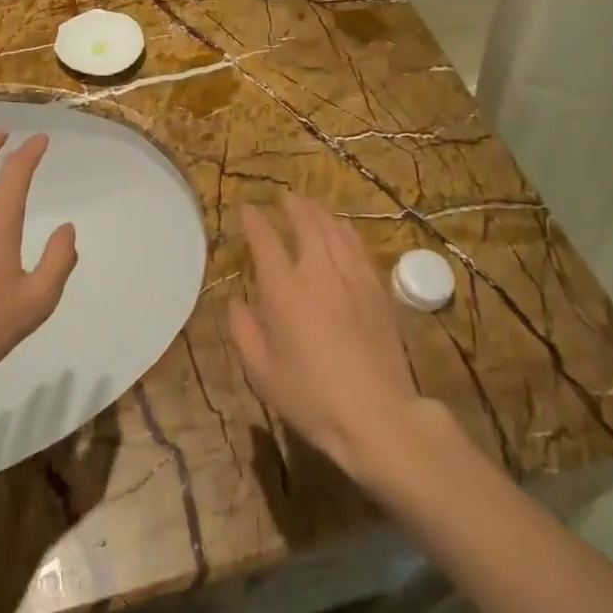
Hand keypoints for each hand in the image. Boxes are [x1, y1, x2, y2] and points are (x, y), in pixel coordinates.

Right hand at [228, 195, 421, 483]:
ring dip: (320, 213)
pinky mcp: (377, 289)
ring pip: (335, 230)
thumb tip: (236, 302)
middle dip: (293, 207)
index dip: (255, 222)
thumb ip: (244, 331)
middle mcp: (318, 272)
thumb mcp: (263, 372)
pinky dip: (345, 231)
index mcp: (284, 290)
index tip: (247, 210)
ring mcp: (352, 277)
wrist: (377, 414)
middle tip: (285, 198)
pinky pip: (358, 247)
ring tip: (311, 206)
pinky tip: (343, 231)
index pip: (266, 241)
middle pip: (306, 224)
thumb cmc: (311, 397)